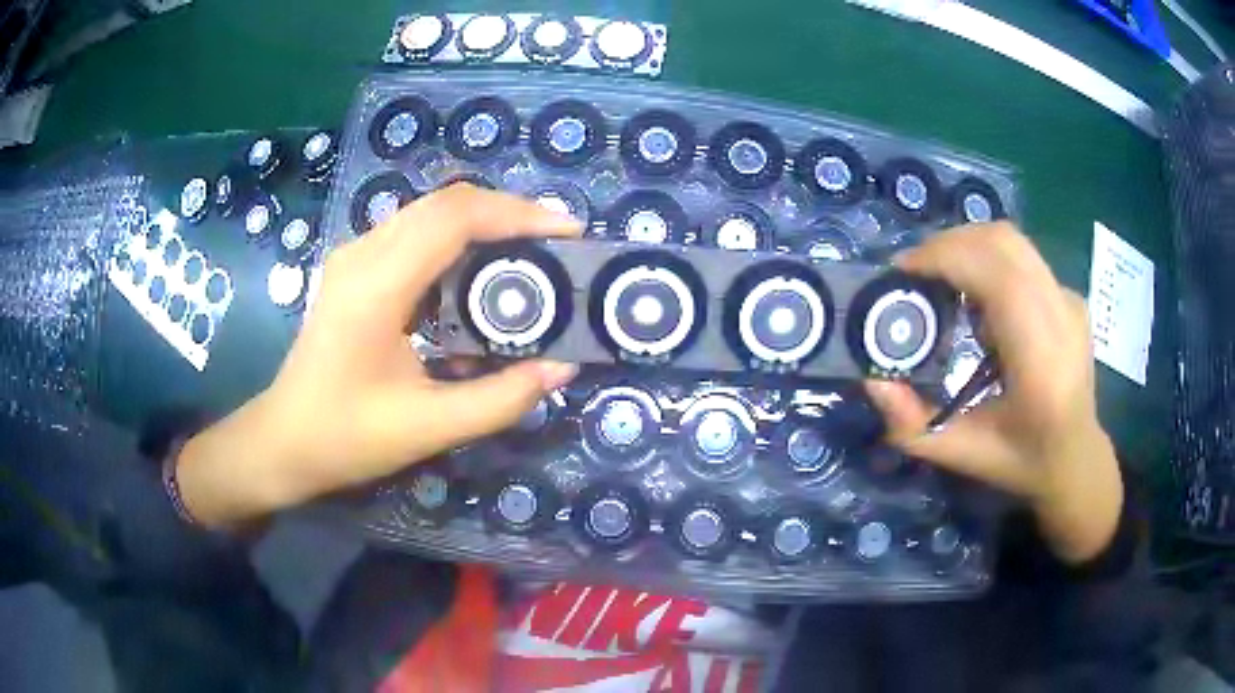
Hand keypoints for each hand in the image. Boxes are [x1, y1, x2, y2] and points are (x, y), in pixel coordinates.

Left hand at [177, 185, 581, 527]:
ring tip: (533, 250)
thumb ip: (500, 399)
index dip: (517, 214)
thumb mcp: (428, 428)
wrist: (283, 439)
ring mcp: (355, 256)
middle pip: (446, 202)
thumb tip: (561, 368)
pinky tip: (483, 268)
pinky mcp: (356, 267)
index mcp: (376, 286)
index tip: (569, 231)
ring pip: (431, 211)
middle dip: (510, 212)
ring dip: (486, 222)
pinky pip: (416, 232)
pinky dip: (460, 238)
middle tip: (560, 242)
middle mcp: (363, 254)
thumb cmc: (345, 438)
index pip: (455, 218)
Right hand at [864, 222, 1121, 563]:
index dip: (945, 257)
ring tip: (941, 279)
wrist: (1076, 458)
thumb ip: (911, 424)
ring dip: (967, 247)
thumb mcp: (959, 454)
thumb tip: (872, 379)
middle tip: (914, 272)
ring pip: (1012, 241)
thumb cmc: (1020, 461)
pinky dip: (989, 261)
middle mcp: (1061, 317)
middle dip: (948, 244)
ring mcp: (1070, 300)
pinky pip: (1022, 258)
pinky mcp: (1070, 295)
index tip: (903, 272)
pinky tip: (978, 297)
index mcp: (1041, 360)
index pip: (997, 275)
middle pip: (1001, 242)